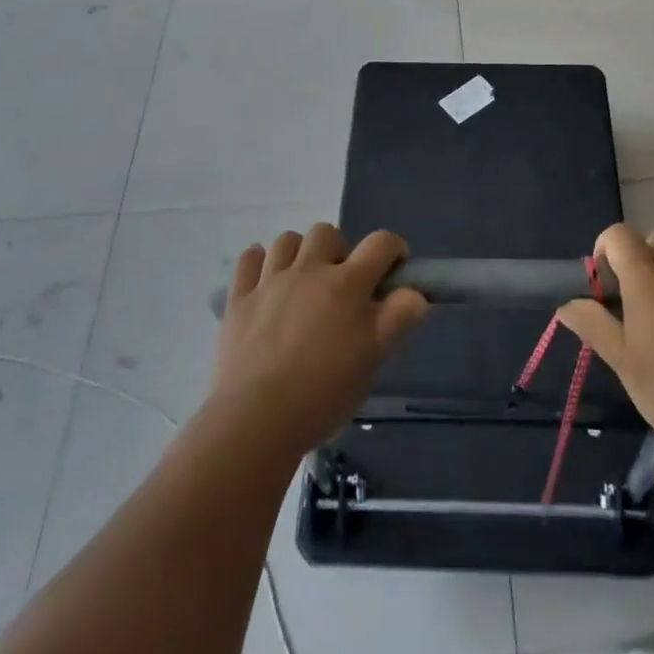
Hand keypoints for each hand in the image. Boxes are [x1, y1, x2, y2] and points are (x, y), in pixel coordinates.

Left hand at [210, 224, 428, 456]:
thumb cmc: (323, 393)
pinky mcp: (238, 298)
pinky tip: (265, 282)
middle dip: (339, 250)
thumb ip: (398, 320)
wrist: (256, 420)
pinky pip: (249, 258)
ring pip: (287, 240)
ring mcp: (270, 281)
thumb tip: (415, 293)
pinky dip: (259, 263)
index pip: (380, 243)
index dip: (393, 248)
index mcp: (347, 284)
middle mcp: (309, 270)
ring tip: (302, 282)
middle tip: (341, 284)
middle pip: (327, 232)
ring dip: (299, 253)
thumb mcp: (373, 360)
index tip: (395, 268)